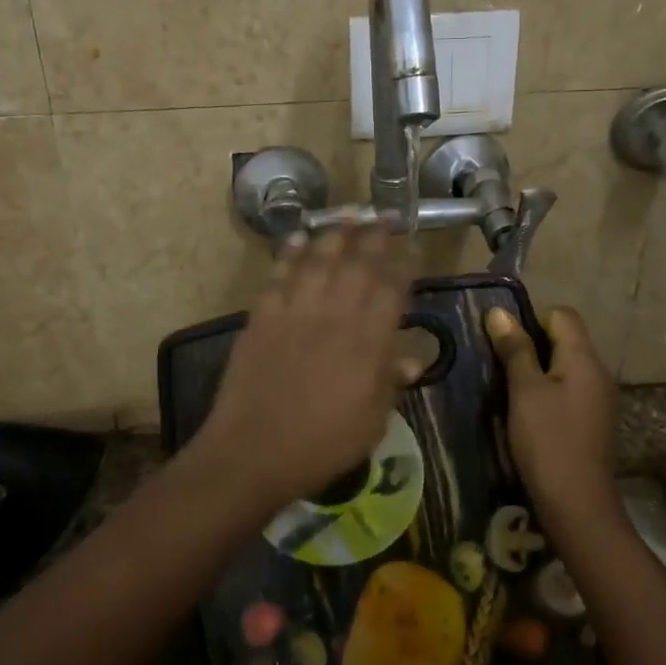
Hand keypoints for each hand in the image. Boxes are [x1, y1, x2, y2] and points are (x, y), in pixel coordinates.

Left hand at [193, 226, 410, 512]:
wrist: (252, 451)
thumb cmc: (320, 444)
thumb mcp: (371, 423)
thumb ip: (389, 384)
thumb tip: (409, 360)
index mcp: (367, 342)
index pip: (392, 290)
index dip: (405, 265)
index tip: (413, 246)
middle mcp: (334, 315)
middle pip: (358, 264)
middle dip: (375, 236)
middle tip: (385, 216)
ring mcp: (295, 312)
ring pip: (319, 260)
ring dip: (335, 233)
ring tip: (348, 213)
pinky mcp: (263, 317)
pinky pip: (279, 275)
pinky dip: (290, 253)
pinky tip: (298, 238)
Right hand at [486, 305, 619, 519]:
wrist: (578, 506)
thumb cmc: (548, 442)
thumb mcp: (525, 391)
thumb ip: (514, 349)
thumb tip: (498, 312)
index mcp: (584, 359)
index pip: (561, 314)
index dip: (531, 318)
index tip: (504, 341)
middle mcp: (598, 372)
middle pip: (565, 339)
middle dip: (531, 344)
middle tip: (498, 363)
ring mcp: (599, 399)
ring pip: (565, 366)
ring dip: (537, 370)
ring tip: (508, 388)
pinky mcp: (593, 421)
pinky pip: (569, 390)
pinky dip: (547, 391)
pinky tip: (527, 413)